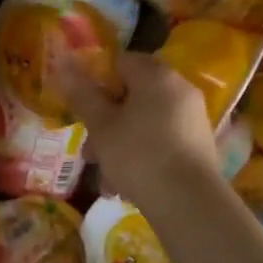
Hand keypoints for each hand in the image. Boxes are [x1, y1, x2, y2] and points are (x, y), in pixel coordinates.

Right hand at [60, 51, 222, 207]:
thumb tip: (63, 65)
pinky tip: (126, 185)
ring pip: (145, 123)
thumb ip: (82, 95)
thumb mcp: (101, 126)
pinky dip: (142, 156)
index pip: (121, 61)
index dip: (97, 81)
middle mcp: (180, 89)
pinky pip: (161, 142)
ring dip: (120, 145)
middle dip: (106, 122)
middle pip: (133, 96)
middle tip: (89, 150)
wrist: (188, 201)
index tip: (83, 108)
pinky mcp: (198, 145)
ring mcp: (192, 118)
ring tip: (105, 177)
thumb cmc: (138, 154)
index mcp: (156, 76)